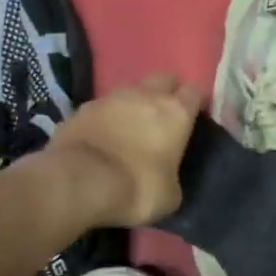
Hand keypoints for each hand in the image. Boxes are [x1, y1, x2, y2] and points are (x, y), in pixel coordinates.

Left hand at [46, 73, 202, 226]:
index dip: (195, 103)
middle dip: (167, 93)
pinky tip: (103, 138)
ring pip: (130, 90)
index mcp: (175, 112)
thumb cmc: (137, 188)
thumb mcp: (170, 195)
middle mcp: (145, 95)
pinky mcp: (80, 109)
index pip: (194, 92)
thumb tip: (166, 177)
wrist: (80, 181)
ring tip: (131, 128)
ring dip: (134, 104)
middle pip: (163, 80)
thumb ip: (173, 177)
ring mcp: (109, 98)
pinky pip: (101, 108)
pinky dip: (106, 118)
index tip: (194, 118)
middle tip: (164, 117)